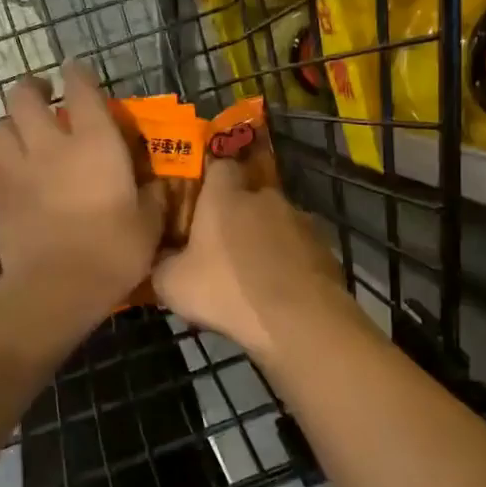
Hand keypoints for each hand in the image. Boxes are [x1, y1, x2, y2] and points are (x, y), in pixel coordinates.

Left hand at [0, 60, 164, 325]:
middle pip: (24, 97)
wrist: (58, 288)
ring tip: (23, 135)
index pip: (81, 89)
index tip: (76, 71)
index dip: (78, 74)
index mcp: (94, 143)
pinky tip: (13, 174)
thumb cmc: (113, 252)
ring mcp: (17, 169)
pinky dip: (2, 162)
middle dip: (31, 89)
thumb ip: (152, 199)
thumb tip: (154, 186)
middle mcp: (50, 145)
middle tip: (42, 95)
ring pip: (0, 128)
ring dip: (12, 125)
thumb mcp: (149, 226)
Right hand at [151, 158, 352, 363]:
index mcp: (226, 196)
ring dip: (267, 239)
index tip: (201, 204)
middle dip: (239, 216)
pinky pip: (300, 248)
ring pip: (277, 222)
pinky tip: (282, 289)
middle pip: (250, 196)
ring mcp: (301, 220)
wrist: (298, 320)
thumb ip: (162, 263)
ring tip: (256, 274)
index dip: (210, 182)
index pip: (219, 166)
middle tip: (225, 248)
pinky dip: (290, 262)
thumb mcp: (172, 284)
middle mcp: (266, 197)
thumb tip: (160, 258)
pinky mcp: (325, 247)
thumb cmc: (227, 291)